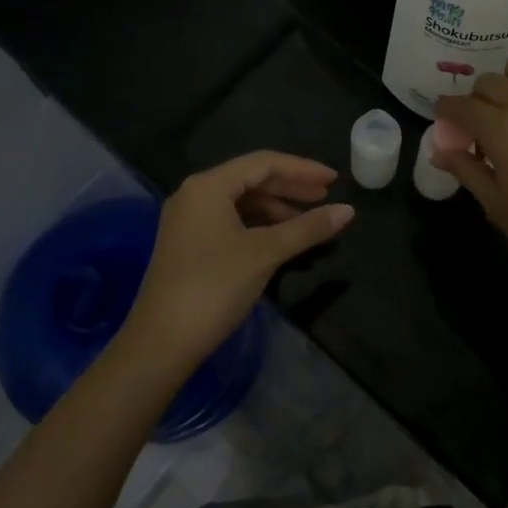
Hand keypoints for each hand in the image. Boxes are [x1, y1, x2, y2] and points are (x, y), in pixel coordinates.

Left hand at [123, 152, 353, 366]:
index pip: (263, 163)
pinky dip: (259, 225)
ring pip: (242, 201)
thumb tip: (348, 210)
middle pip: (252, 179)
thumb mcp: (265, 253)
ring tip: (310, 220)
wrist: (159, 344)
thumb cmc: (213, 287)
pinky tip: (282, 238)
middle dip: (291, 187)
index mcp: (208, 186)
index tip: (334, 180)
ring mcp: (189, 220)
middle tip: (327, 196)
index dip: (302, 169)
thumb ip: (307, 228)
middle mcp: (195, 194)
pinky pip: (231, 220)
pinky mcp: (189, 244)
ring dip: (277, 207)